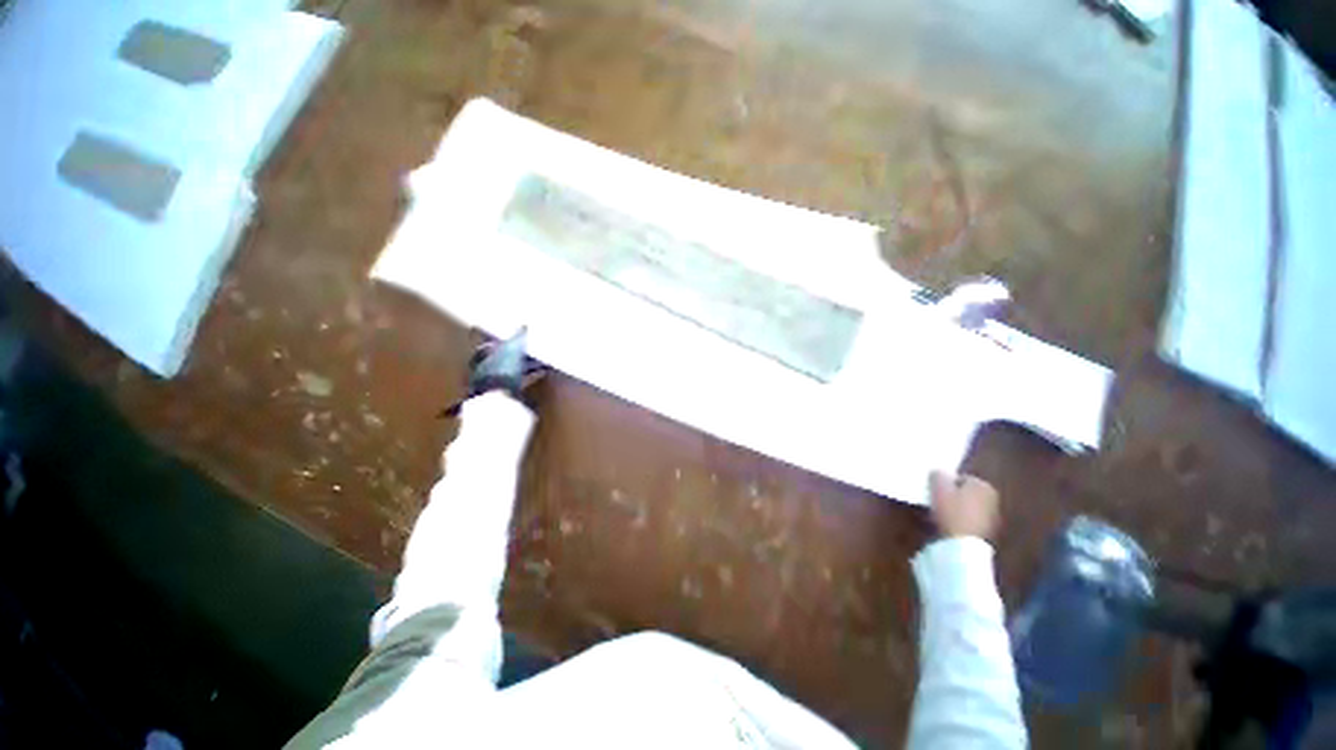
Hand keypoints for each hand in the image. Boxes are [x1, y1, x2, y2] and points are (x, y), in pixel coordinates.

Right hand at [928, 471, 999, 540]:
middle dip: (953, 495)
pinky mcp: (988, 532)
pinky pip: (970, 520)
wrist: (963, 546)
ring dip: (956, 508)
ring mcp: (993, 517)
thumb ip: (938, 475)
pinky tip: (948, 525)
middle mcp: (993, 499)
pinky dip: (960, 520)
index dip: (945, 483)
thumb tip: (939, 472)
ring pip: (968, 507)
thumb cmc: (952, 511)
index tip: (935, 490)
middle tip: (937, 500)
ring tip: (940, 513)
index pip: (961, 477)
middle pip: (966, 492)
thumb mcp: (938, 487)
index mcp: (983, 485)